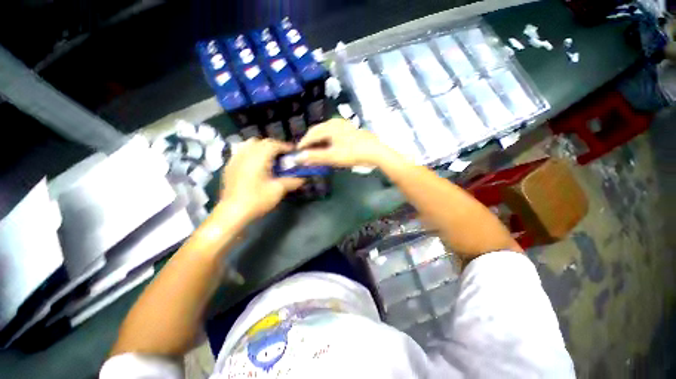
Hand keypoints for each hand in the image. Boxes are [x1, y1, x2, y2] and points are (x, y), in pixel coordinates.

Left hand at [219, 138, 303, 221]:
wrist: (232, 212)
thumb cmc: (257, 200)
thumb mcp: (278, 190)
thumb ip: (292, 181)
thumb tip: (303, 178)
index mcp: (258, 157)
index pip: (273, 144)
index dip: (285, 146)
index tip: (294, 152)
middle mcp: (245, 154)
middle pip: (261, 142)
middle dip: (274, 146)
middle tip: (283, 156)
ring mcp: (235, 159)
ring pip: (249, 144)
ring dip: (261, 148)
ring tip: (269, 158)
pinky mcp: (229, 166)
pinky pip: (241, 152)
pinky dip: (251, 153)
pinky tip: (255, 165)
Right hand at [297, 119, 398, 167]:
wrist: (375, 152)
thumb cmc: (352, 153)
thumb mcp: (332, 156)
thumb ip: (315, 157)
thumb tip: (298, 158)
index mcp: (329, 127)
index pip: (311, 134)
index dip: (303, 143)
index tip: (298, 152)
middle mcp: (335, 122)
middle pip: (317, 131)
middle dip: (310, 141)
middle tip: (306, 151)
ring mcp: (344, 125)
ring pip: (326, 131)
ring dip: (319, 140)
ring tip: (316, 149)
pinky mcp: (350, 130)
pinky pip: (333, 133)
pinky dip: (328, 140)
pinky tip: (329, 146)